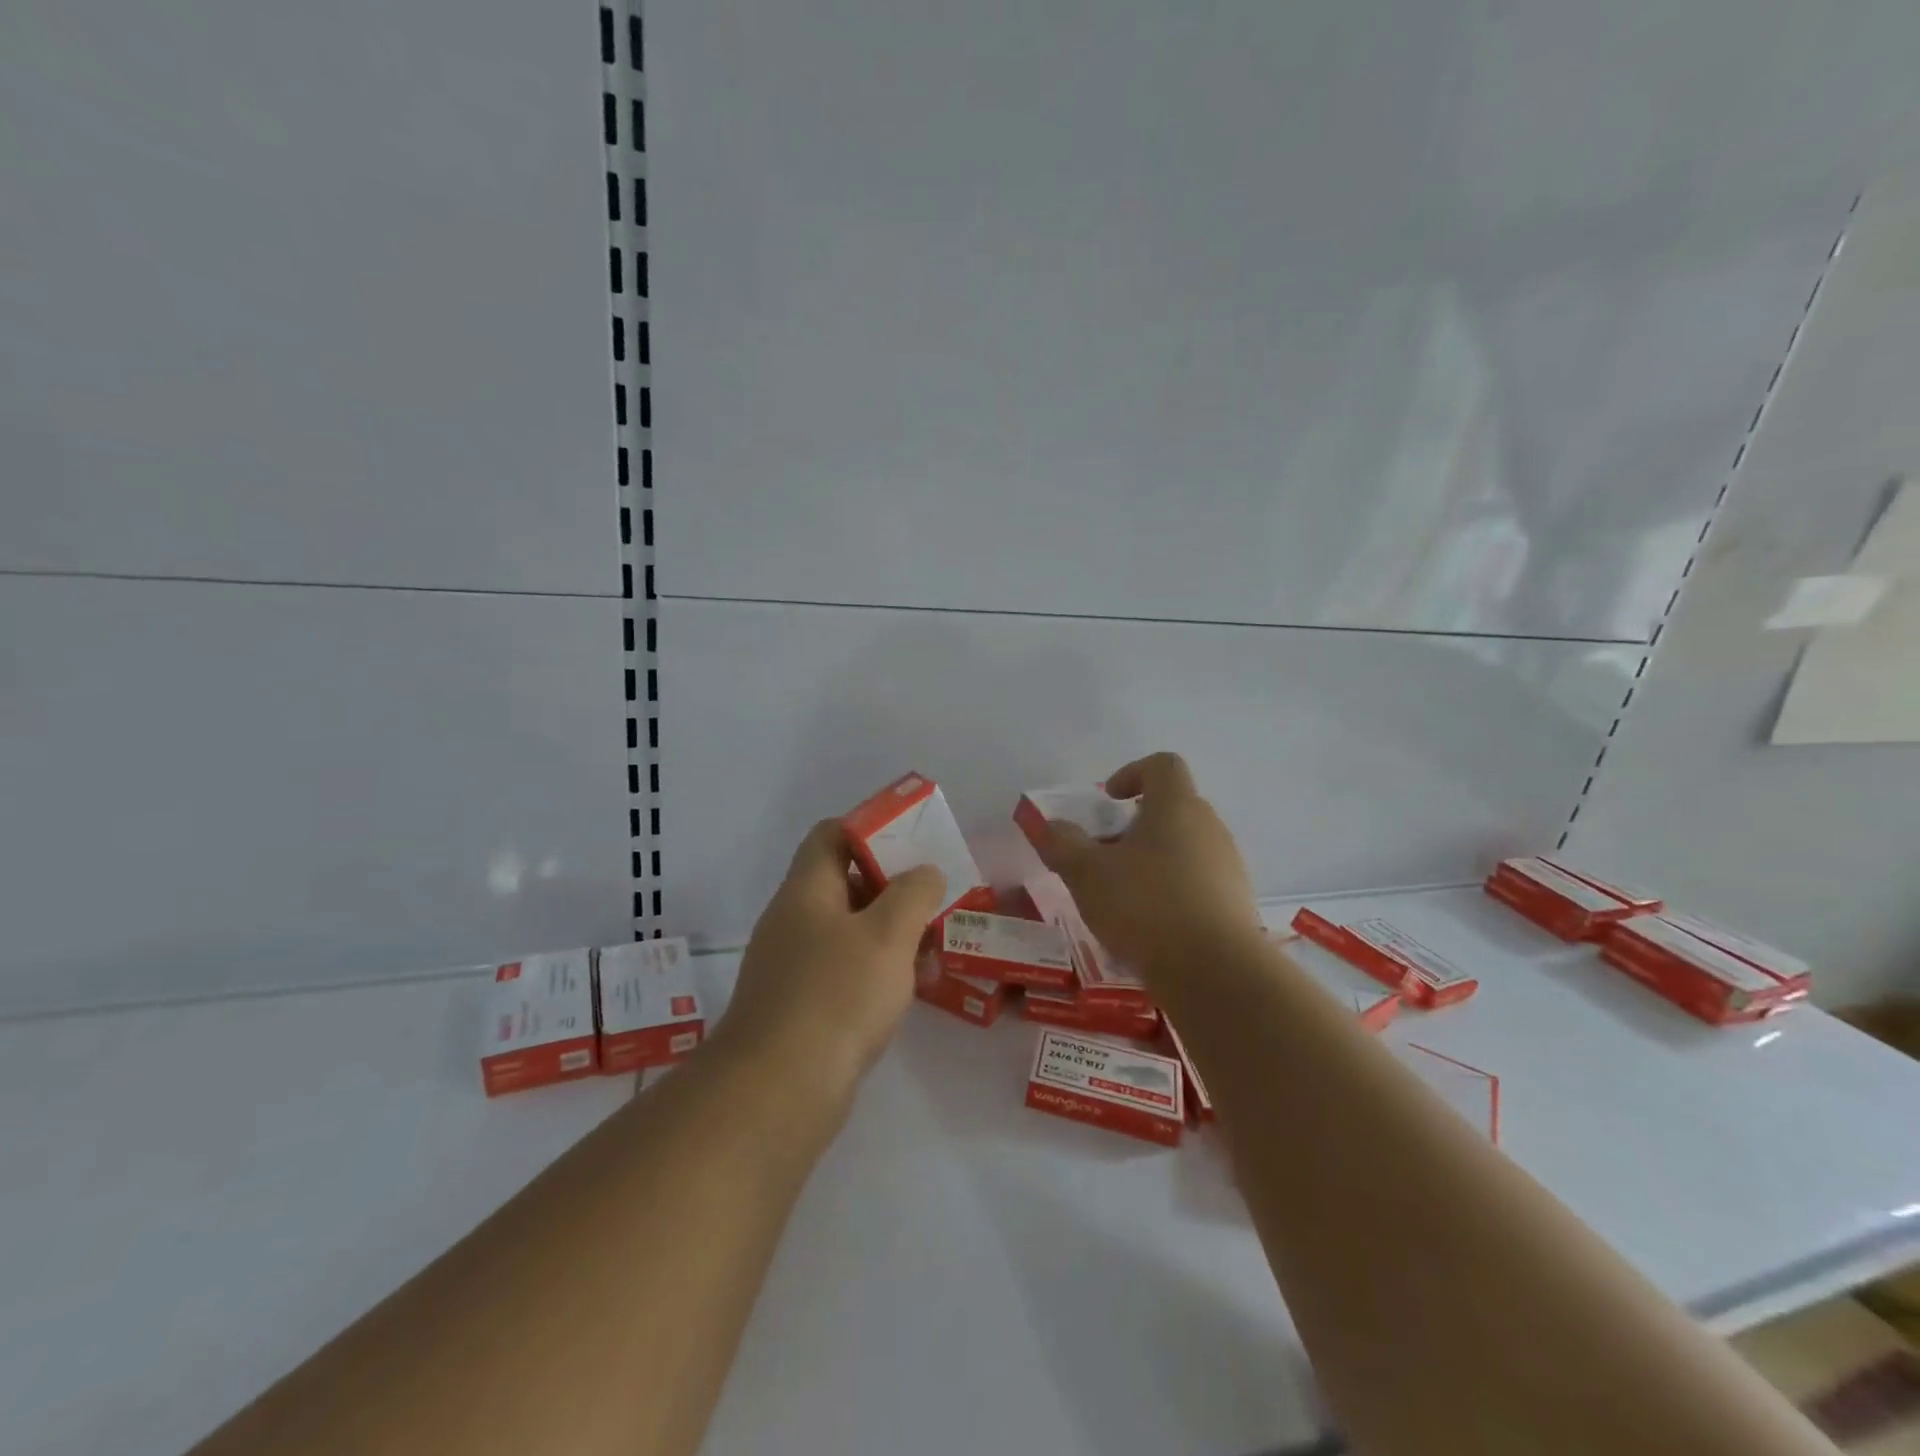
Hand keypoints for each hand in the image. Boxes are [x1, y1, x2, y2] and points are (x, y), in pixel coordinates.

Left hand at [716, 820, 946, 1104]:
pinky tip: (912, 989)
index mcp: (807, 890)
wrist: (778, 1091)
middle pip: (847, 882)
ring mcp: (795, 966)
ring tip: (936, 948)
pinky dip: (880, 970)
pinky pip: (847, 971)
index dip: (872, 828)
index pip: (832, 834)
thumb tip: (925, 873)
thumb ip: (913, 893)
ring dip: (894, 933)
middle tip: (937, 899)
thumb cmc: (837, 995)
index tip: (914, 843)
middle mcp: (795, 921)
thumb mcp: (888, 933)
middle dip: (895, 887)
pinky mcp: (803, 1006)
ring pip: (852, 931)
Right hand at [1034, 752, 1259, 976]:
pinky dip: (1172, 891)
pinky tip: (1151, 925)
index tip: (1108, 800)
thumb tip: (1049, 825)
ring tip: (1123, 895)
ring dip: (1153, 860)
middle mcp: (1209, 827)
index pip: (1162, 765)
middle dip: (1135, 825)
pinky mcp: (1236, 903)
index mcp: (1176, 806)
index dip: (1132, 773)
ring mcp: (1228, 865)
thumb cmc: (1145, 906)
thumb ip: (1062, 844)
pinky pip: (1199, 882)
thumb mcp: (1087, 874)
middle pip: (1173, 807)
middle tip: (1105, 854)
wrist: (1214, 973)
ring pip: (1185, 847)